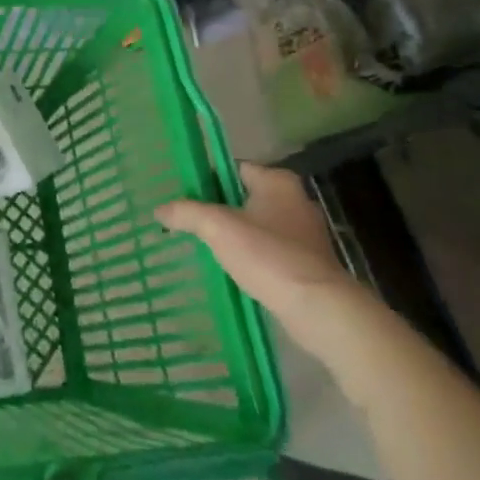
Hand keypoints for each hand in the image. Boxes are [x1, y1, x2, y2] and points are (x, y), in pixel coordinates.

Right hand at [156, 163, 356, 333]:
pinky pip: (270, 249)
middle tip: (189, 219)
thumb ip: (187, 213)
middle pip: (245, 196)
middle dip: (219, 208)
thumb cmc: (269, 256)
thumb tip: (159, 209)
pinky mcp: (309, 263)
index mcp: (278, 181)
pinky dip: (252, 255)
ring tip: (206, 245)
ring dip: (235, 233)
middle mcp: (295, 200)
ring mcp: (305, 233)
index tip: (185, 194)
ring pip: (258, 224)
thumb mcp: (218, 228)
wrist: (319, 310)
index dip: (207, 179)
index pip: (233, 168)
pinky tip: (233, 268)